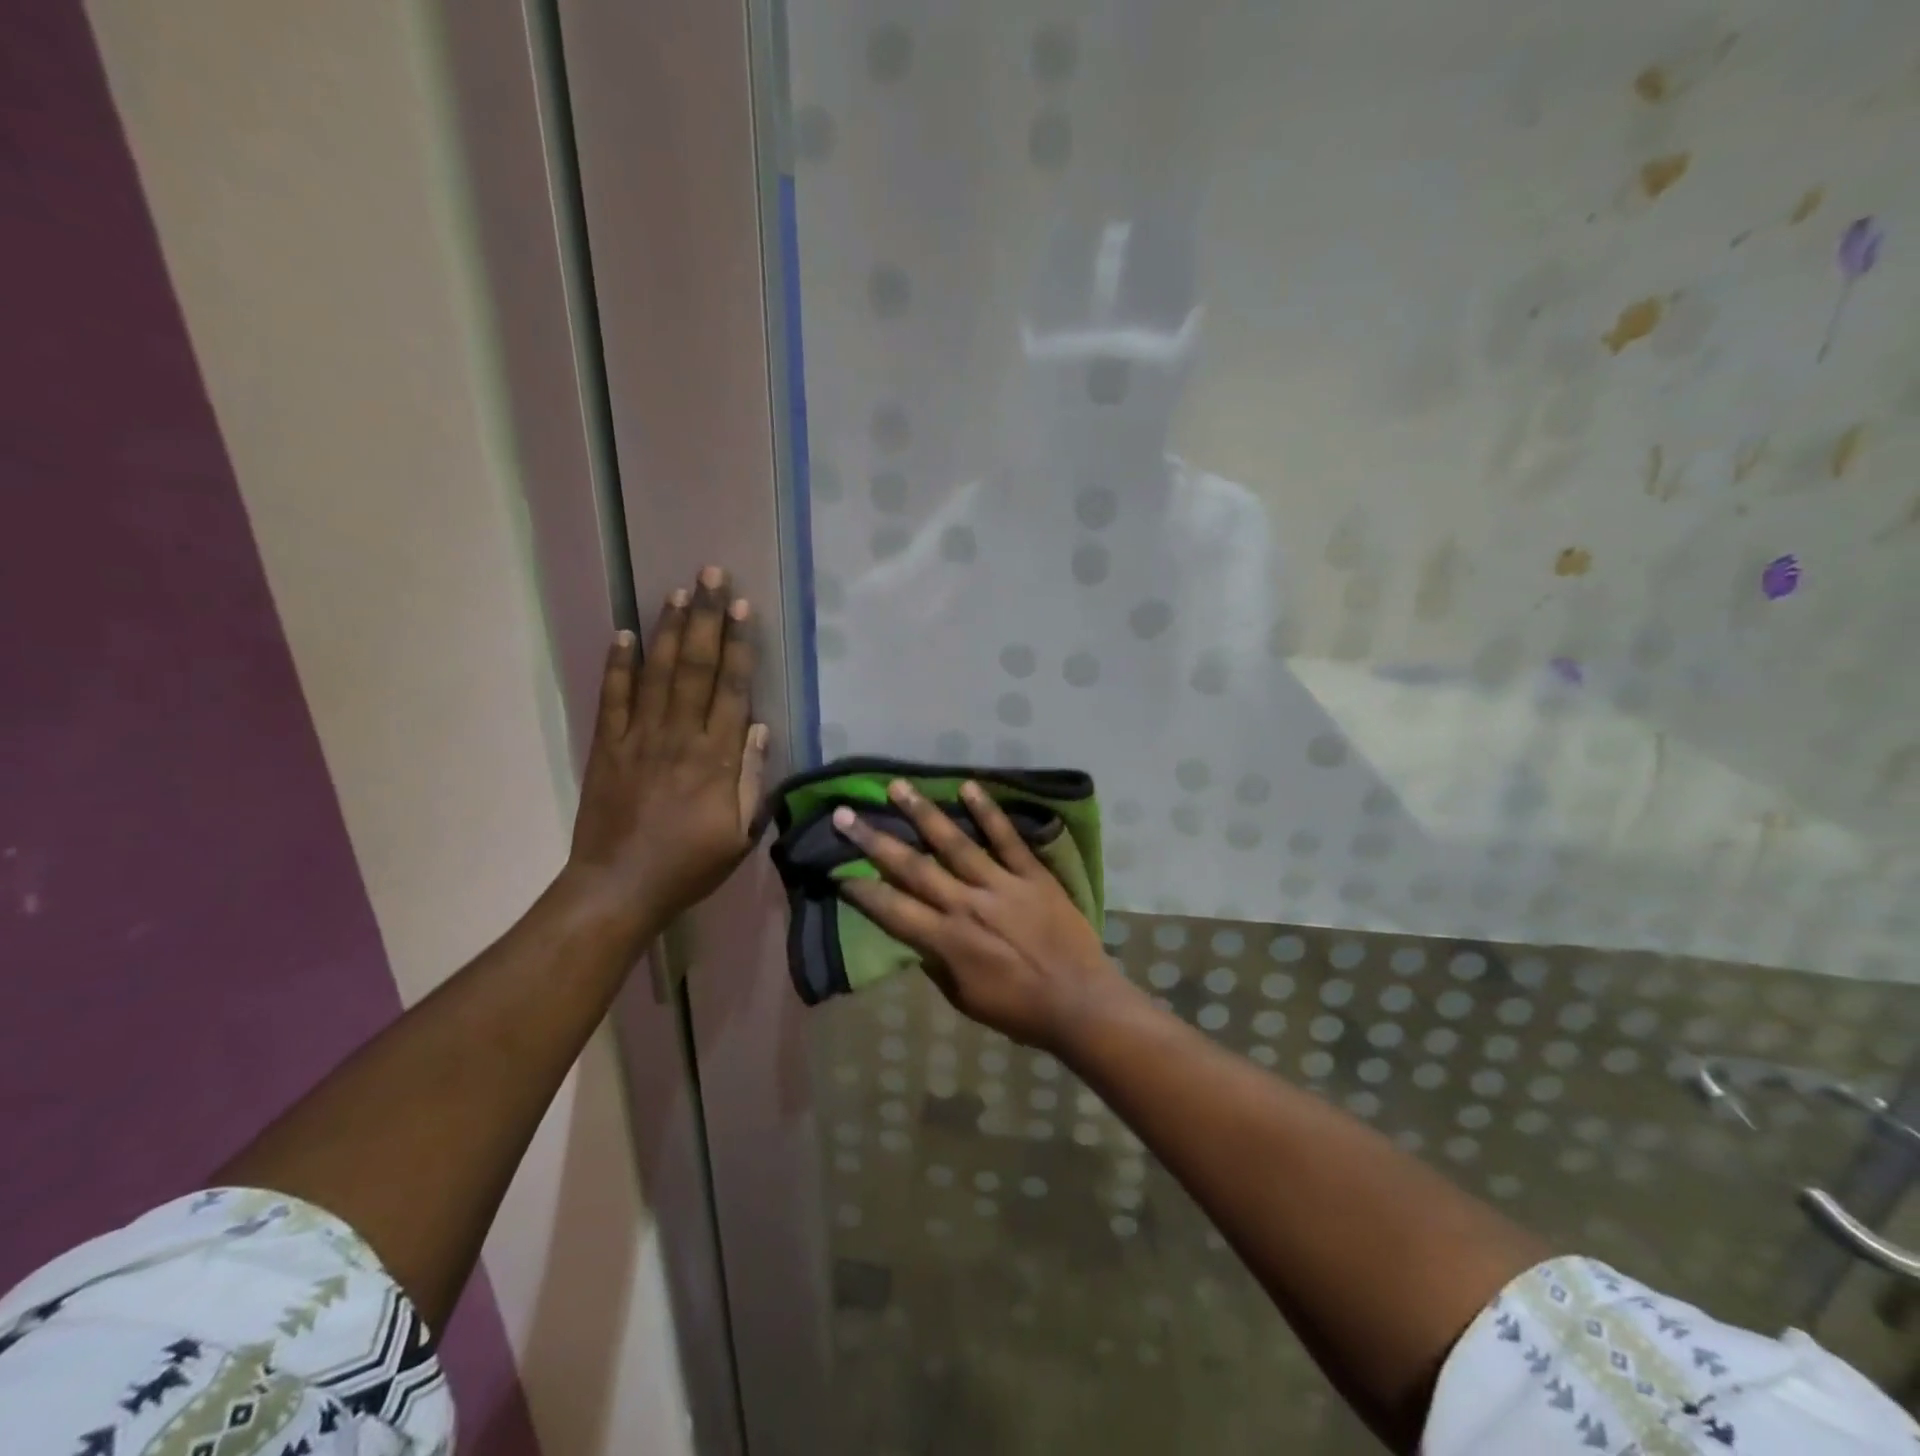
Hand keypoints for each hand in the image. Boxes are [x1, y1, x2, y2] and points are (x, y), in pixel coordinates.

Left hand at [565, 567, 768, 942]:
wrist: (618, 887)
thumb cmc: (689, 865)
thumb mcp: (740, 835)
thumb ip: (753, 781)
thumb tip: (760, 729)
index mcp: (715, 759)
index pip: (731, 689)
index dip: (739, 645)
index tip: (743, 608)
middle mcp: (678, 736)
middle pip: (696, 667)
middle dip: (706, 618)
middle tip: (712, 576)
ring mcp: (638, 738)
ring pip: (658, 673)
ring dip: (669, 630)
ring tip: (679, 591)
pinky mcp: (606, 746)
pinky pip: (613, 697)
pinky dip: (618, 664)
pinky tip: (625, 633)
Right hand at [832, 780, 1128, 1051]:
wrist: (1080, 1003)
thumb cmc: (1019, 1011)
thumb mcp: (965, 999)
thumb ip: (937, 964)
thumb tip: (917, 936)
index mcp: (946, 941)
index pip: (891, 909)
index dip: (860, 889)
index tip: (835, 868)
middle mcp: (966, 905)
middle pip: (912, 867)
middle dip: (874, 840)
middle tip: (845, 813)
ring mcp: (1000, 885)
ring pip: (954, 842)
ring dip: (923, 813)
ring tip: (897, 786)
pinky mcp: (1032, 875)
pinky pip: (1007, 838)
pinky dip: (988, 812)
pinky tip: (968, 786)